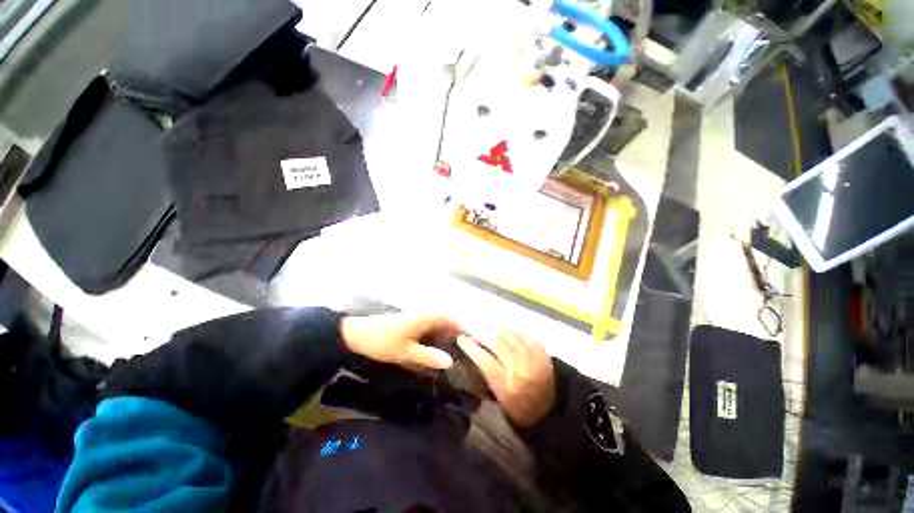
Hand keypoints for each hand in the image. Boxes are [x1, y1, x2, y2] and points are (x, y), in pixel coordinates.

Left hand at [340, 313, 461, 370]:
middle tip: (467, 352)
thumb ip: (428, 357)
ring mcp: (419, 316)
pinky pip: (431, 326)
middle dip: (458, 334)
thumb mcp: (405, 352)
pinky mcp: (413, 321)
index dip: (465, 328)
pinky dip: (437, 336)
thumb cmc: (383, 341)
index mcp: (426, 316)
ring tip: (455, 353)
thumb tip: (451, 362)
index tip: (475, 343)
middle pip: (448, 320)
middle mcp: (425, 313)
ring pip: (440, 323)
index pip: (452, 318)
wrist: (358, 334)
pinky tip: (437, 349)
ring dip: (448, 335)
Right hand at [457, 332, 555, 427]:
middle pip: (496, 343)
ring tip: (489, 332)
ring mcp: (533, 358)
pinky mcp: (543, 352)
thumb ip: (486, 378)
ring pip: (509, 335)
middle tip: (474, 333)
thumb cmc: (520, 411)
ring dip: (496, 331)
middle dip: (481, 335)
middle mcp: (520, 369)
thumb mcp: (500, 401)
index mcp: (507, 387)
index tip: (461, 339)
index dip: (470, 347)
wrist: (552, 412)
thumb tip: (475, 354)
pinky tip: (506, 333)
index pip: (484, 360)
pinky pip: (524, 334)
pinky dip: (512, 332)